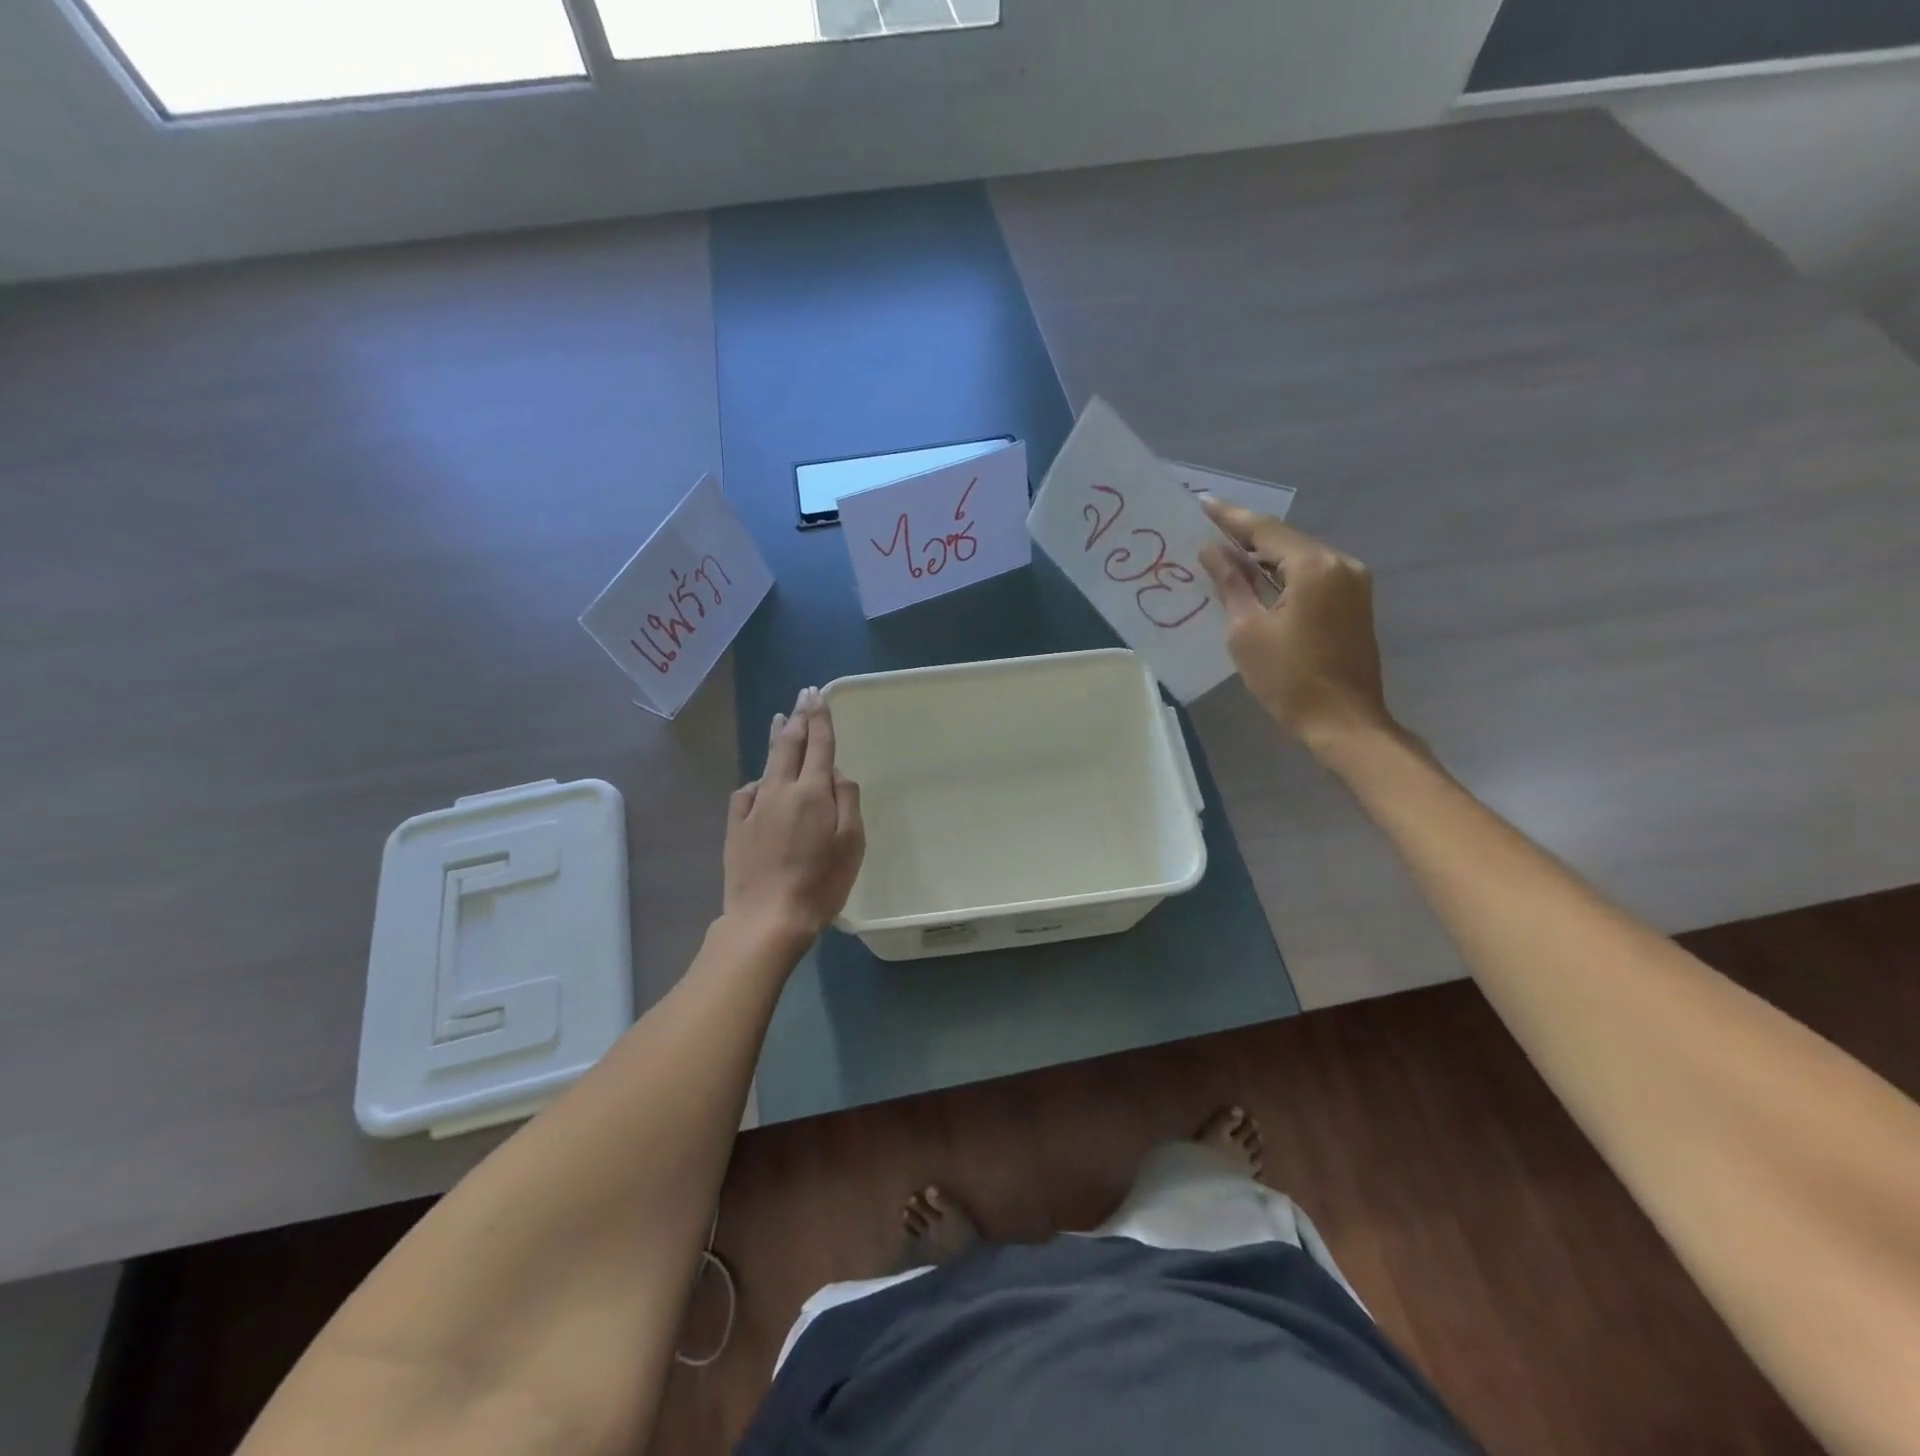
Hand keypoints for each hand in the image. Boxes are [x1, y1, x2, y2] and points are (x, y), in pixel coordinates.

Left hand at [722, 686, 865, 944]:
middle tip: (801, 696)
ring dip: (775, 738)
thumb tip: (838, 773)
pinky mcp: (735, 827)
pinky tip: (760, 782)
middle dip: (797, 717)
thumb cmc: (820, 883)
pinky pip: (747, 792)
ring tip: (779, 721)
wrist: (766, 918)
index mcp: (812, 792)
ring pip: (766, 763)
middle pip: (789, 745)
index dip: (819, 718)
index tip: (816, 695)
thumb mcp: (851, 844)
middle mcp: (780, 790)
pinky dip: (758, 780)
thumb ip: (847, 801)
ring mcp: (753, 807)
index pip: (818, 745)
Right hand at [1197, 498, 1393, 757]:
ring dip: (1264, 557)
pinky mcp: (1354, 603)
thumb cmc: (1288, 679)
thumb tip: (1212, 550)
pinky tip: (1256, 580)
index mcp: (1314, 566)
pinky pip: (1312, 576)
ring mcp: (1353, 582)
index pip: (1264, 530)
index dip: (1230, 518)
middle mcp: (1340, 563)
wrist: (1343, 722)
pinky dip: (1282, 575)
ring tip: (1225, 553)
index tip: (1201, 503)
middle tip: (1207, 529)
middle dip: (1246, 536)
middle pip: (1285, 540)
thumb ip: (1230, 583)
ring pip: (1299, 558)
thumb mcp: (1247, 630)